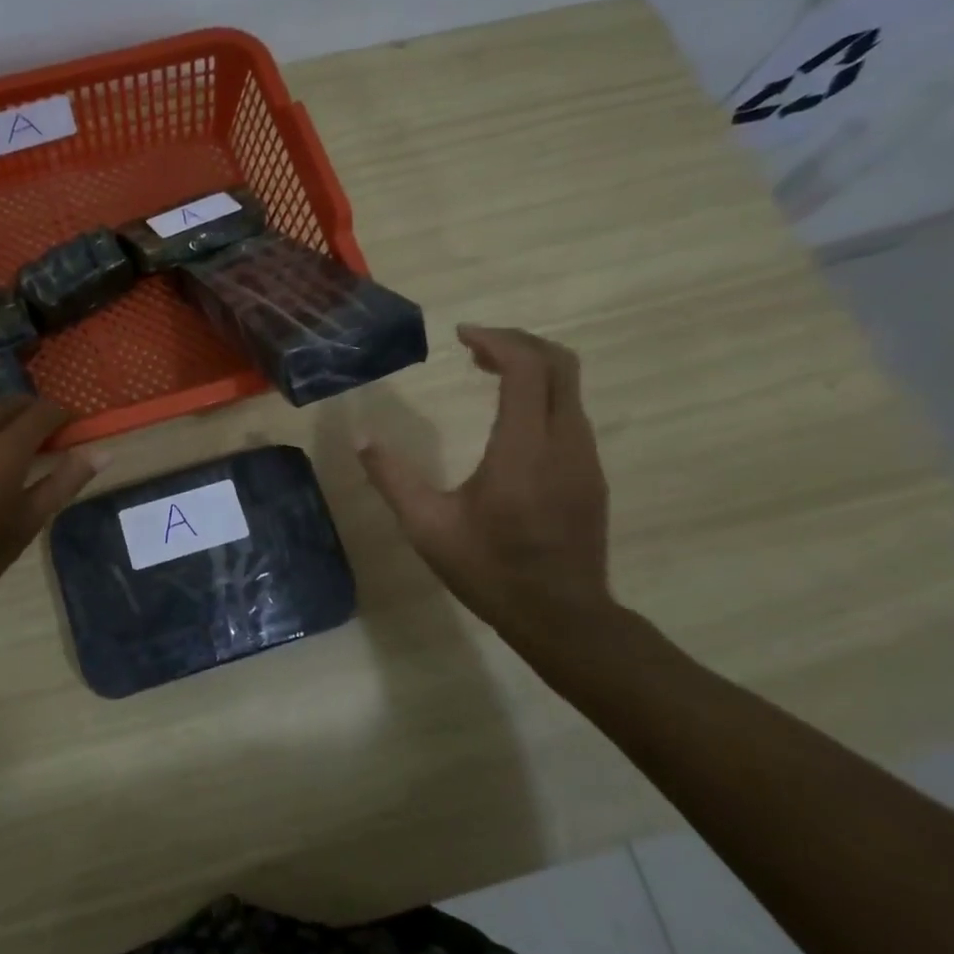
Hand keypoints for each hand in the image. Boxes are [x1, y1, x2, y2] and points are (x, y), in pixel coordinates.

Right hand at [358, 326, 612, 649]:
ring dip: (531, 367)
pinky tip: (510, 415)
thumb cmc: (491, 570)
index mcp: (523, 449)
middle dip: (518, 343)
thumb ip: (393, 479)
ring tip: (487, 372)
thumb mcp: (428, 528)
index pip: (527, 368)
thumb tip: (362, 440)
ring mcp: (584, 457)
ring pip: (570, 386)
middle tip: (475, 347)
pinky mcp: (590, 473)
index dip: (497, 340)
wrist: (563, 617)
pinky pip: (570, 411)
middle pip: (560, 364)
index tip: (461, 335)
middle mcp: (563, 442)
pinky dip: (542, 393)